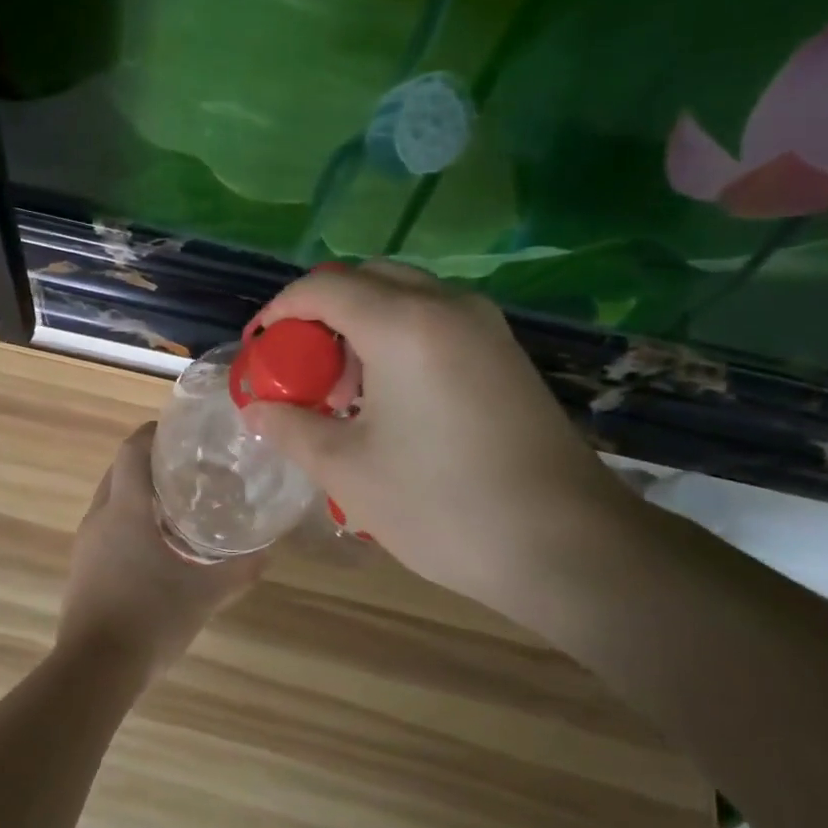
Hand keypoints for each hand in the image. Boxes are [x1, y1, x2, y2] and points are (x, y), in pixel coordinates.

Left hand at [58, 423, 265, 684]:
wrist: (96, 668)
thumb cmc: (151, 617)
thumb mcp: (206, 593)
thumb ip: (240, 569)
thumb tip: (268, 550)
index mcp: (126, 508)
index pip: (132, 449)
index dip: (153, 433)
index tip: (181, 433)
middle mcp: (101, 516)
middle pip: (120, 470)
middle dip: (150, 463)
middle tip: (190, 470)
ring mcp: (86, 542)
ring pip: (111, 499)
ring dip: (139, 494)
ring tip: (178, 506)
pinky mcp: (82, 566)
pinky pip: (106, 527)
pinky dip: (129, 522)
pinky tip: (156, 546)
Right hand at [239, 263, 629, 607]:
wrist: (568, 547)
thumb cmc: (443, 505)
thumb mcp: (348, 470)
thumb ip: (292, 427)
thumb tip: (259, 409)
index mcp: (403, 324)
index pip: (322, 288)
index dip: (279, 311)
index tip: (259, 349)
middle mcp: (448, 307)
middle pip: (366, 280)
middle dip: (321, 314)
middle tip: (302, 368)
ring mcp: (485, 328)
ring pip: (404, 299)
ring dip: (361, 327)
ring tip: (343, 392)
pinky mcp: (506, 354)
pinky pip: (436, 322)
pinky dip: (398, 339)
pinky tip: (390, 400)